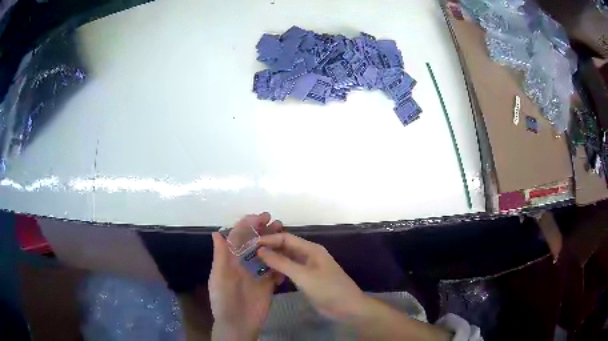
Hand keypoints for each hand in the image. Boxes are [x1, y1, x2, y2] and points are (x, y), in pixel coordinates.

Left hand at [208, 213, 283, 340]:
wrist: (238, 324)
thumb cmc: (224, 300)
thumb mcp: (218, 278)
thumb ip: (220, 256)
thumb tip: (217, 232)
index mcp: (230, 260)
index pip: (238, 237)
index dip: (248, 225)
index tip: (261, 217)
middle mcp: (243, 263)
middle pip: (254, 243)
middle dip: (264, 230)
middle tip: (277, 222)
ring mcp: (257, 273)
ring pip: (266, 253)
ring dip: (275, 242)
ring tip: (286, 233)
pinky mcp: (268, 283)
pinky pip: (275, 269)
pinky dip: (281, 261)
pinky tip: (289, 254)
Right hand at [256, 233, 366, 321]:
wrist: (347, 308)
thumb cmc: (327, 289)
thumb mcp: (303, 275)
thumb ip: (281, 262)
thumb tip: (261, 250)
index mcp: (311, 249)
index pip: (286, 238)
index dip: (268, 239)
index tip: (250, 244)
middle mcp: (309, 255)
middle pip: (286, 247)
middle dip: (269, 250)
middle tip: (249, 255)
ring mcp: (308, 268)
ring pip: (287, 260)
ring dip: (273, 261)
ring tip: (255, 265)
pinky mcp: (307, 279)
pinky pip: (290, 271)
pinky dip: (280, 272)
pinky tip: (270, 278)